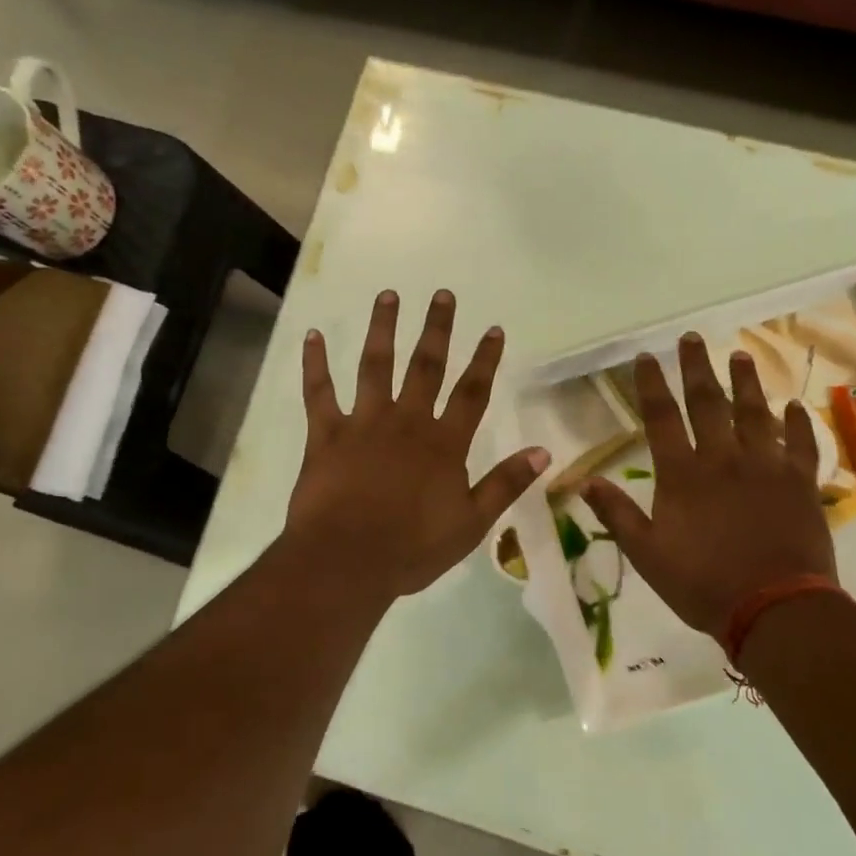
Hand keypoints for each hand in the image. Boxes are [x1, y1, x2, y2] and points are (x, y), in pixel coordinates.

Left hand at [286, 290, 547, 601]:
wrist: (347, 561)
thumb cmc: (412, 548)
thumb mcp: (471, 523)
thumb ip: (505, 484)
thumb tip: (543, 452)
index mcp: (443, 444)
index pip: (471, 393)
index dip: (485, 360)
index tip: (494, 328)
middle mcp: (406, 422)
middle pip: (426, 367)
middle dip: (436, 329)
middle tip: (441, 294)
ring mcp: (363, 424)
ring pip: (375, 367)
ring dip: (382, 329)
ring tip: (387, 296)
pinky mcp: (326, 435)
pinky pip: (319, 393)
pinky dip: (314, 364)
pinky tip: (312, 336)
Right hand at [581, 334, 835, 637]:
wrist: (775, 609)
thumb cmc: (702, 584)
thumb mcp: (646, 555)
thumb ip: (617, 514)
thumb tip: (584, 481)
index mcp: (683, 475)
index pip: (661, 418)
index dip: (651, 384)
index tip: (646, 356)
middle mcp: (724, 459)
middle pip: (708, 403)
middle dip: (697, 368)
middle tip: (692, 338)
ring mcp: (767, 467)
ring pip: (756, 413)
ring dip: (747, 382)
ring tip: (740, 355)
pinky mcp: (801, 483)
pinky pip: (802, 444)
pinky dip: (799, 423)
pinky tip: (794, 405)